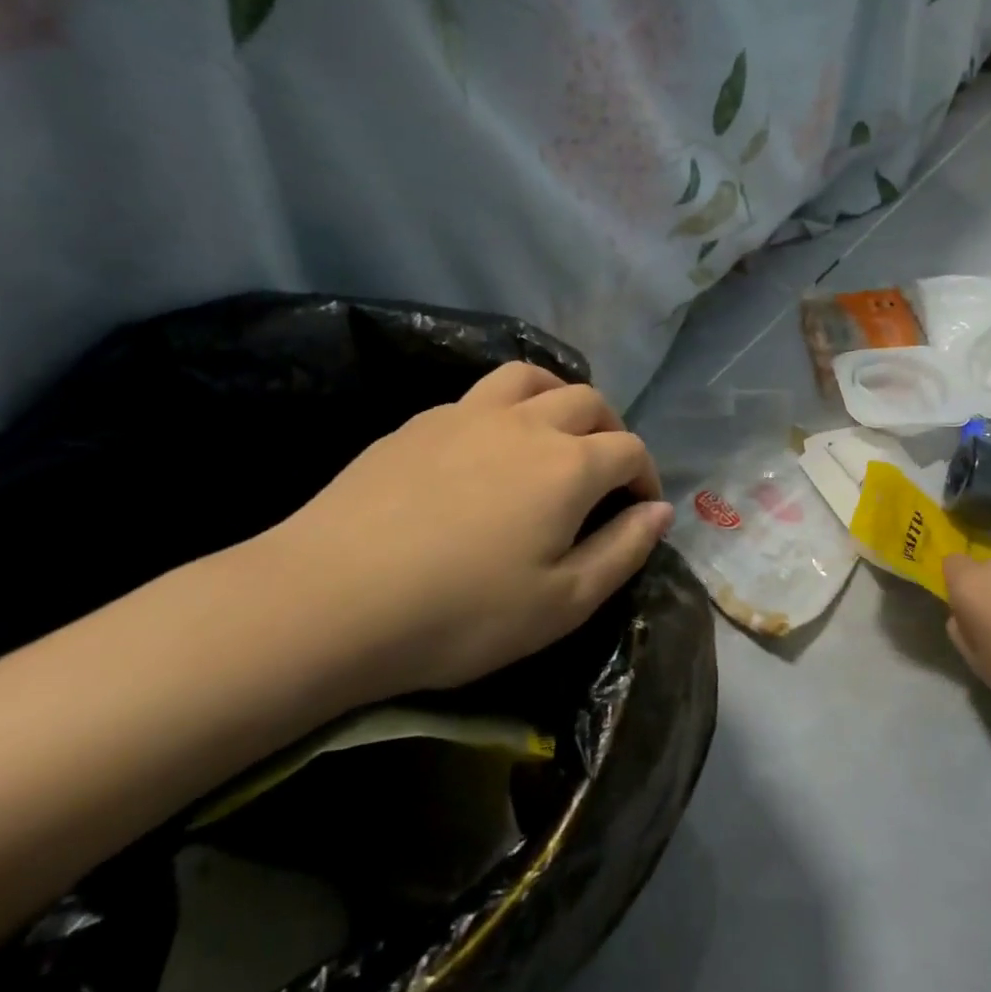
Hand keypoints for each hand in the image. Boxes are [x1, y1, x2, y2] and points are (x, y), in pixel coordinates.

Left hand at [252, 363, 673, 706]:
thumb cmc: (460, 614)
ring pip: (531, 378)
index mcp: (569, 466)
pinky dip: (505, 408)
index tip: (640, 507)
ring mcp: (468, 414)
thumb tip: (661, 510)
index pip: (629, 450)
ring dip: (559, 396)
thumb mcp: (561, 604)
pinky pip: (479, 395)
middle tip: (605, 470)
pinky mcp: (420, 422)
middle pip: (588, 401)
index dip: (645, 476)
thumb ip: (622, 551)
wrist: (329, 599)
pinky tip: (487, 446)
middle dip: (611, 430)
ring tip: (555, 431)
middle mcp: (527, 424)